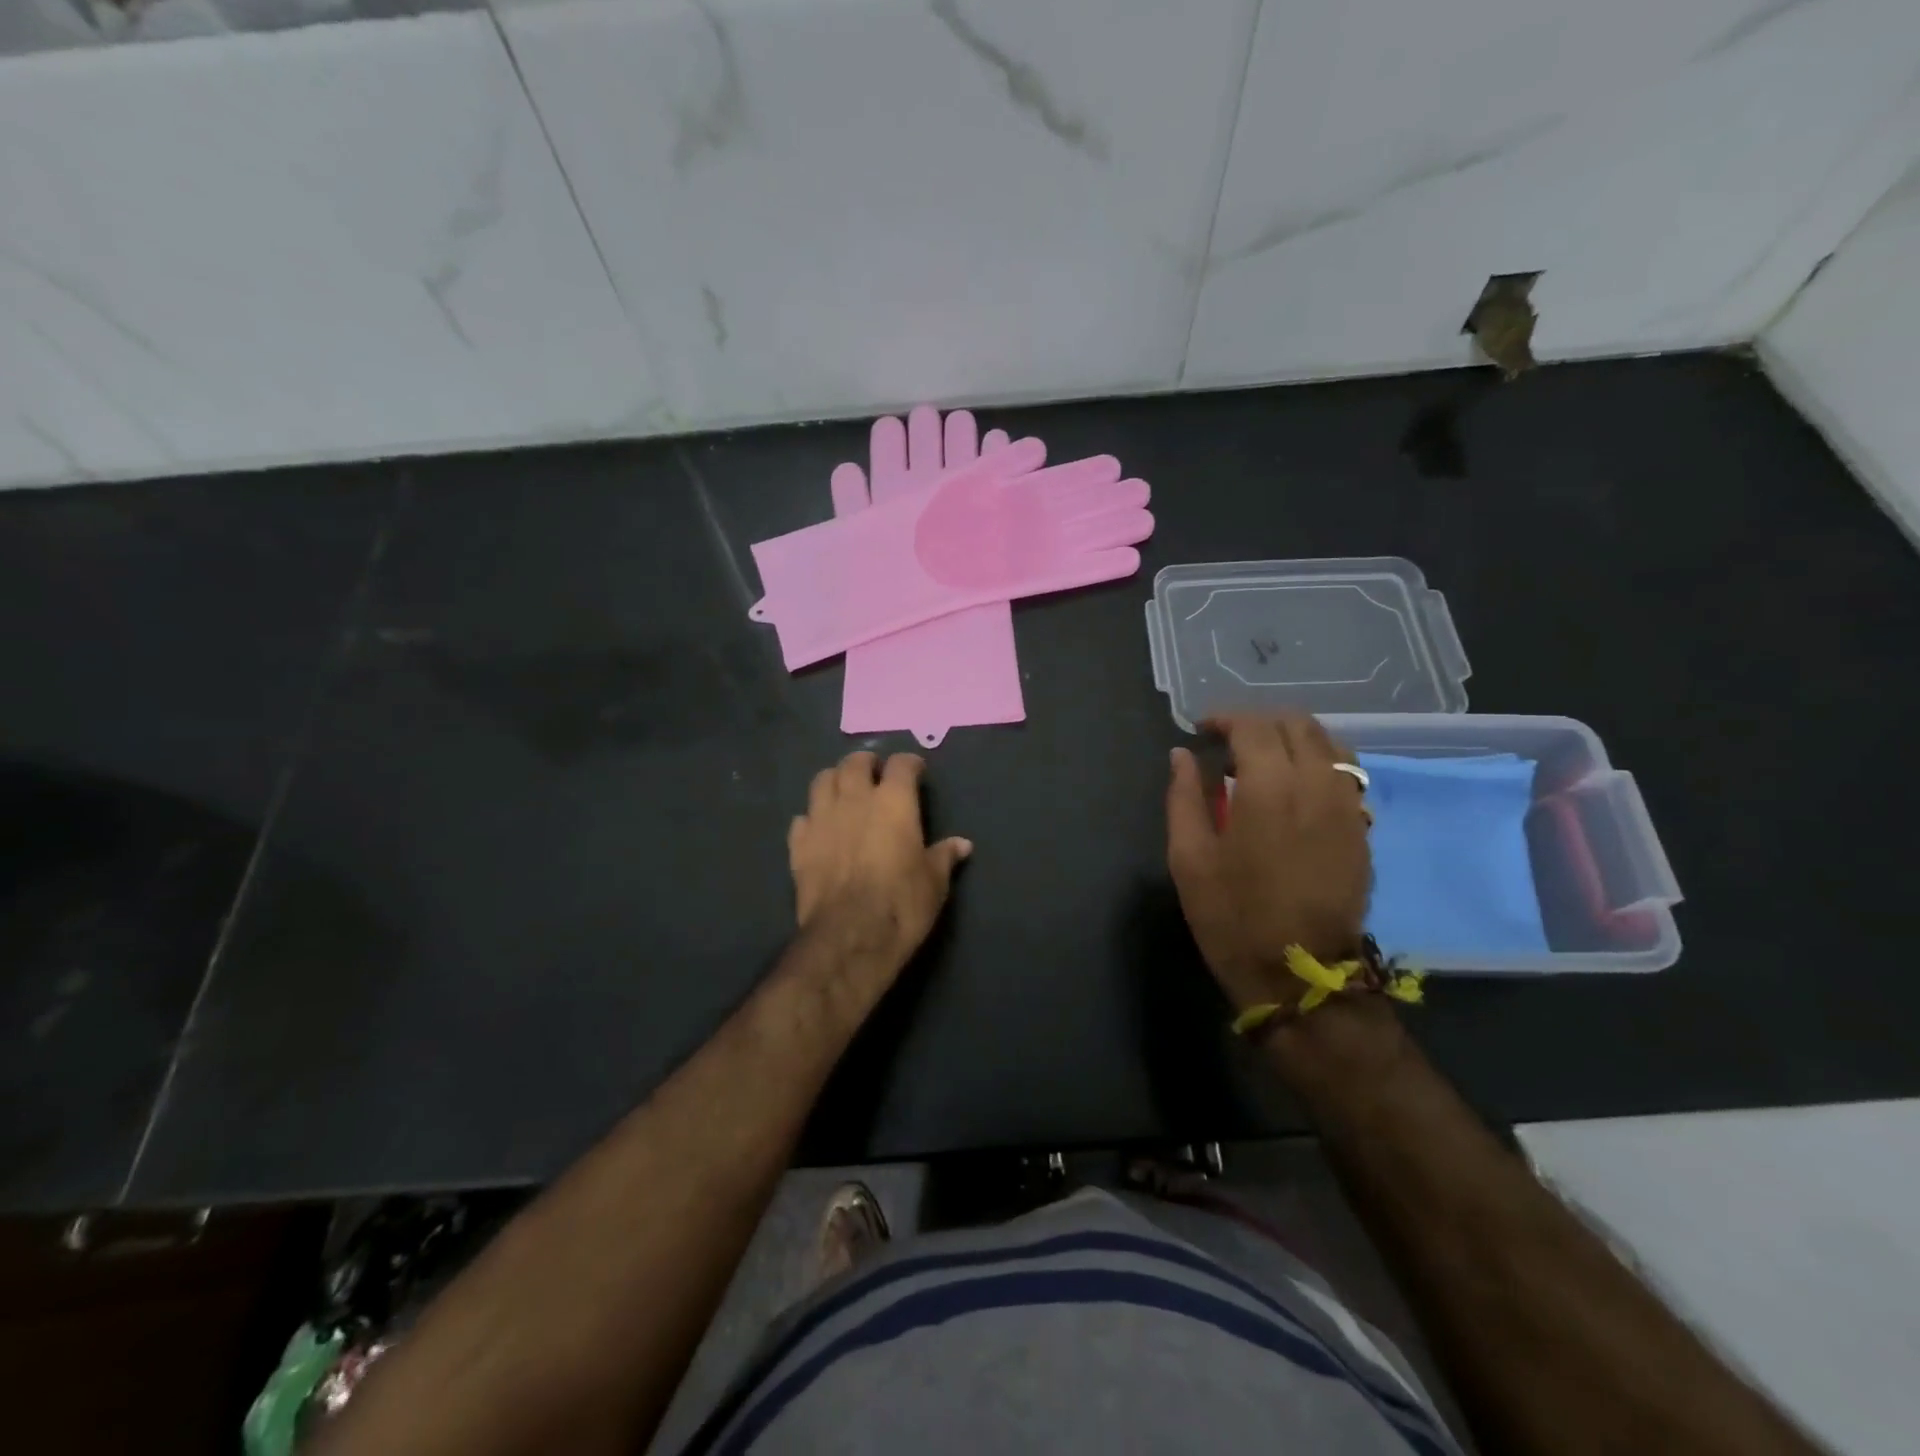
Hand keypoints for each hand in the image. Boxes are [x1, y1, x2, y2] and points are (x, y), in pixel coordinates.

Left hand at [789, 750, 971, 981]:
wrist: (849, 936)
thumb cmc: (901, 904)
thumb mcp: (934, 882)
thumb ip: (944, 856)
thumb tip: (961, 844)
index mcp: (894, 802)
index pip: (902, 765)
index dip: (910, 764)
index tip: (916, 771)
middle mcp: (855, 799)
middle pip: (855, 762)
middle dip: (867, 763)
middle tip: (875, 774)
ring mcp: (822, 819)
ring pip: (822, 780)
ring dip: (835, 780)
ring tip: (844, 791)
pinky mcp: (799, 844)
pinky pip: (802, 818)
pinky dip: (812, 817)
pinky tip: (820, 828)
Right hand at [1166, 713, 1371, 1011]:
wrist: (1300, 976)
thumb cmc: (1233, 917)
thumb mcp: (1189, 858)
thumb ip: (1184, 797)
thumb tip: (1181, 756)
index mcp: (1270, 787)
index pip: (1253, 726)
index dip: (1224, 719)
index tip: (1201, 731)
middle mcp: (1317, 784)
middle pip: (1295, 724)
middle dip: (1258, 723)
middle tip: (1227, 745)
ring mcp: (1347, 805)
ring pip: (1328, 743)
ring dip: (1292, 738)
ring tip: (1262, 761)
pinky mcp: (1362, 828)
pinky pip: (1345, 772)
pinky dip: (1317, 761)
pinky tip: (1294, 787)